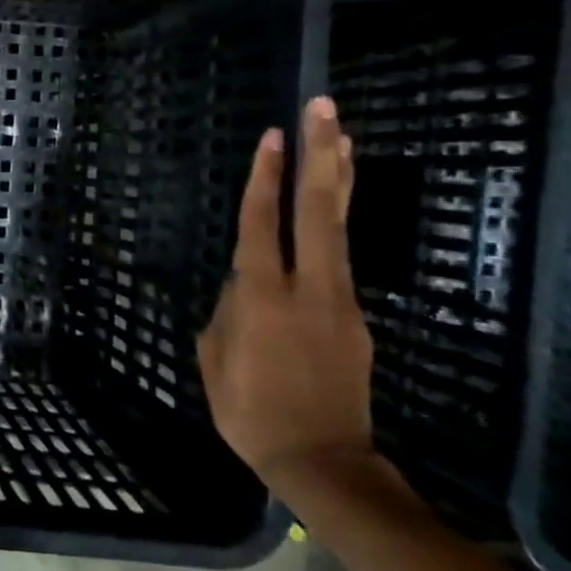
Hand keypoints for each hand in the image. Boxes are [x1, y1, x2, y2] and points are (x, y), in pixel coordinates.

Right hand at [198, 96, 374, 489]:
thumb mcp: (214, 359)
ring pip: (340, 228)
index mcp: (262, 297)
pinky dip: (335, 224)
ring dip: (339, 179)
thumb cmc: (249, 412)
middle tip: (324, 110)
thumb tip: (244, 285)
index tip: (273, 136)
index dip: (266, 179)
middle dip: (321, 155)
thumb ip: (227, 311)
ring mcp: (341, 301)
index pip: (264, 224)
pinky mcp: (357, 319)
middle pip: (318, 210)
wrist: (323, 460)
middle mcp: (308, 287)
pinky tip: (329, 208)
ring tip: (343, 138)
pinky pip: (341, 261)